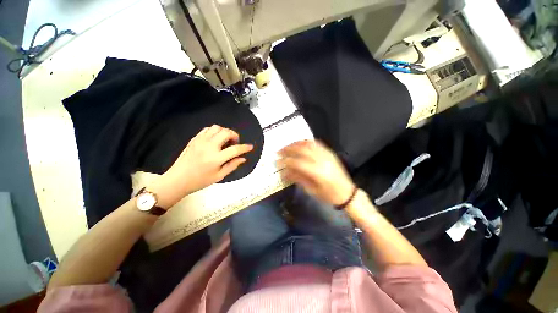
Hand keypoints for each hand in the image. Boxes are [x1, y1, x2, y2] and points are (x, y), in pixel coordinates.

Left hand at [150, 125, 252, 207]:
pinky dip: (215, 131)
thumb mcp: (219, 176)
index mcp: (216, 159)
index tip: (250, 146)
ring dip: (225, 132)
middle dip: (234, 135)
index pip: (235, 149)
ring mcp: (200, 141)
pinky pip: (207, 129)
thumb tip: (243, 158)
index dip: (245, 147)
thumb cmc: (199, 181)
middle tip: (235, 142)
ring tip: (225, 140)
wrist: (177, 179)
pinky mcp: (194, 139)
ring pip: (217, 128)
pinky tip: (215, 139)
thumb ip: (232, 165)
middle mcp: (208, 147)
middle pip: (226, 133)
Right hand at [278, 140, 354, 205]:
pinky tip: (300, 143)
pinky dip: (306, 142)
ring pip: (309, 144)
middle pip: (302, 150)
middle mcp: (322, 160)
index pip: (297, 162)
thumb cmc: (328, 195)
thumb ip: (297, 178)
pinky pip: (316, 143)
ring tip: (287, 146)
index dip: (286, 161)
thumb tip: (284, 172)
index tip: (277, 162)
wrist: (347, 193)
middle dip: (288, 149)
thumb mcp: (311, 190)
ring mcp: (327, 155)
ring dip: (296, 144)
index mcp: (318, 172)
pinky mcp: (329, 153)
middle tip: (279, 151)